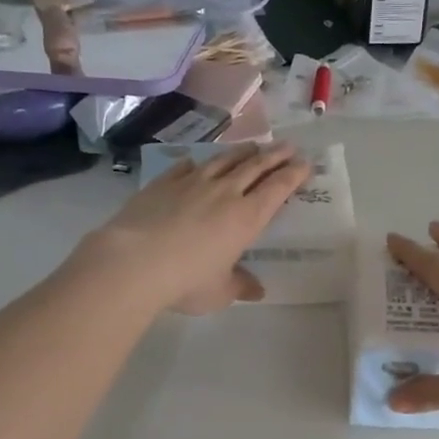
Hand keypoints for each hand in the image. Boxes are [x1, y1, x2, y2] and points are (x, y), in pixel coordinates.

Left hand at [74, 144, 312, 314]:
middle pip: (255, 166)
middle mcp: (224, 192)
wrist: (134, 262)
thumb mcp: (220, 292)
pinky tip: (199, 161)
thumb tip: (257, 290)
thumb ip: (240, 286)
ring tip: (253, 147)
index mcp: (246, 217)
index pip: (277, 188)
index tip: (305, 164)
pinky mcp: (163, 182)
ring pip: (224, 160)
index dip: (293, 174)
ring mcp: (192, 183)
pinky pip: (187, 167)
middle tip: (289, 146)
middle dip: (275, 155)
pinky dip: (200, 162)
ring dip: (242, 152)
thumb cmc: (186, 281)